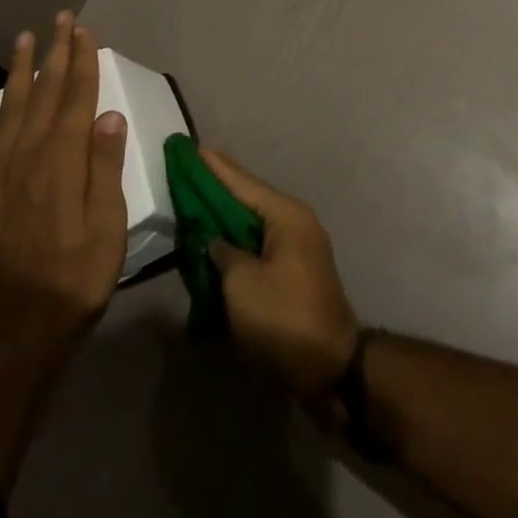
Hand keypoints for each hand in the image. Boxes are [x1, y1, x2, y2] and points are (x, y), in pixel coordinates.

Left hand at [0, 13, 129, 366]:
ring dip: (18, 71)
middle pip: (44, 94)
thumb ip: (105, 169)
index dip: (82, 62)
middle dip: (54, 53)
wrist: (12, 335)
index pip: (76, 98)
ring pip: (9, 108)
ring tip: (24, 39)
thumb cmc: (73, 282)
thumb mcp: (107, 230)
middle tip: (60, 19)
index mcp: (63, 161)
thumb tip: (110, 114)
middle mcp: (27, 156)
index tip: (84, 31)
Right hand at [201, 148, 359, 399]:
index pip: (242, 182)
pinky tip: (214, 241)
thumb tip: (212, 239)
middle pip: (248, 199)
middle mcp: (295, 222)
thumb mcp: (241, 283)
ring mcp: (298, 248)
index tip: (190, 148)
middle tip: (186, 172)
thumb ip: (221, 252)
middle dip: (217, 188)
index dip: (213, 167)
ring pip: (252, 223)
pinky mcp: (294, 272)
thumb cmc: (283, 318)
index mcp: (286, 215)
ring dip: (225, 217)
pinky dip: (236, 242)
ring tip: (194, 201)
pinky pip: (258, 245)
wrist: (330, 370)